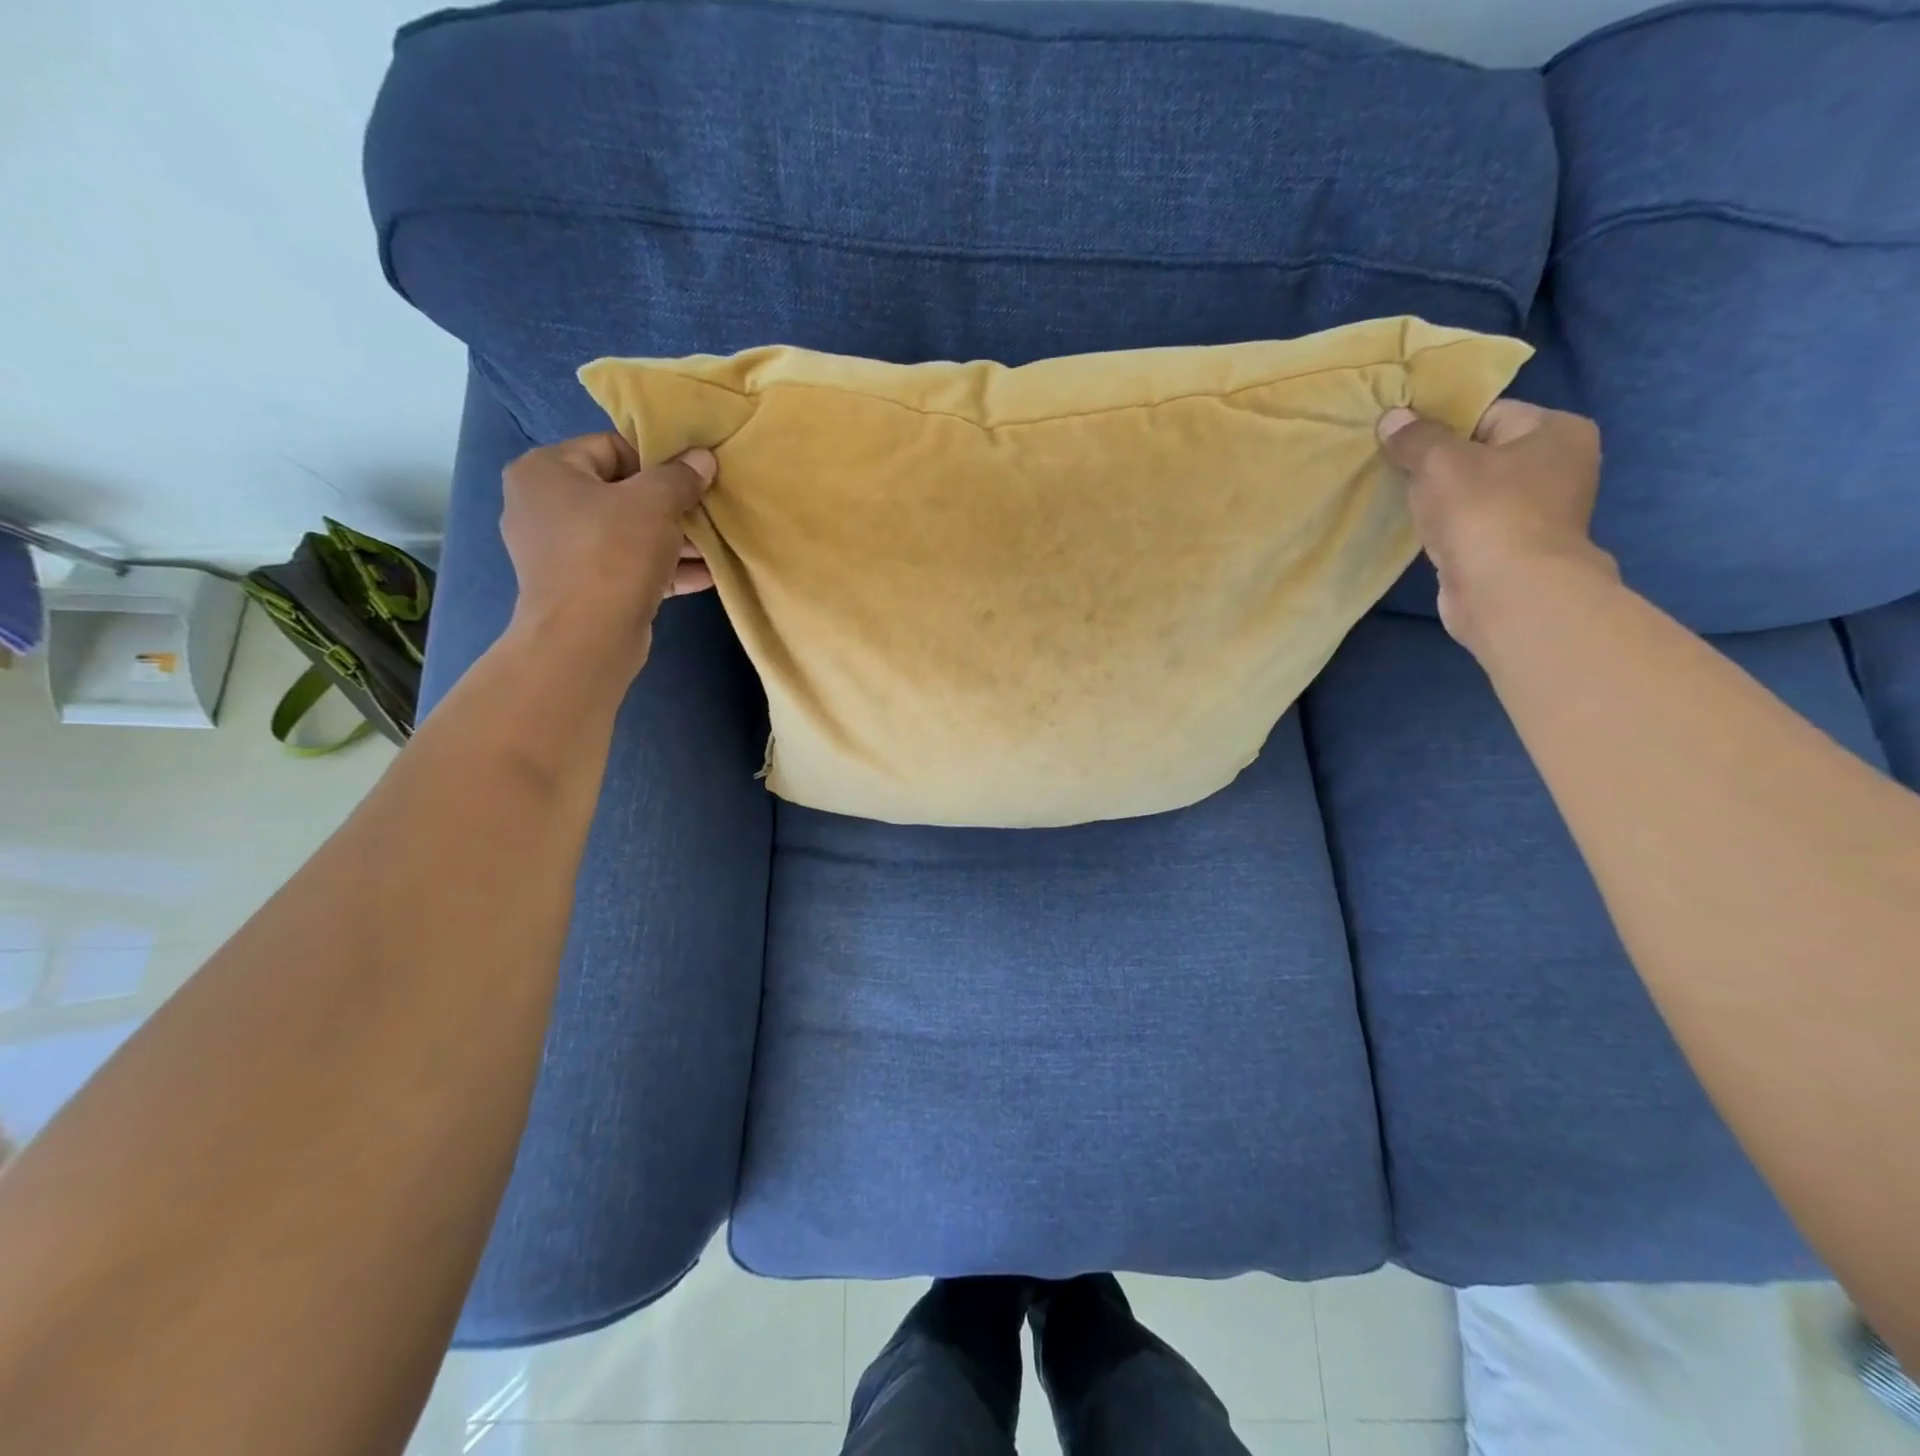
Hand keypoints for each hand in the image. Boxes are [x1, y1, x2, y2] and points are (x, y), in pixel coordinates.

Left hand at [499, 433, 714, 677]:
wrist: (587, 638)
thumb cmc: (612, 553)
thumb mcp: (655, 503)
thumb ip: (680, 477)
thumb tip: (703, 458)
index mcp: (546, 471)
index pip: (610, 448)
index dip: (657, 460)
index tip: (693, 479)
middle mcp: (544, 507)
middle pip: (621, 494)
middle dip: (670, 506)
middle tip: (708, 513)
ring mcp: (562, 553)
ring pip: (628, 535)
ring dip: (674, 541)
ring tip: (715, 546)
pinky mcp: (583, 590)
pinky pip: (629, 568)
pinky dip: (664, 569)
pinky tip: (706, 575)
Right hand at [1377, 399, 1614, 657]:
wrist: (1507, 592)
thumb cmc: (1484, 512)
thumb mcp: (1440, 462)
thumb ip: (1414, 437)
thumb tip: (1391, 417)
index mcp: (1557, 431)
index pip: (1488, 413)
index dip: (1441, 425)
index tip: (1402, 441)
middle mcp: (1559, 466)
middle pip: (1481, 453)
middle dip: (1438, 464)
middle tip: (1397, 471)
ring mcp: (1540, 512)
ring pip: (1475, 492)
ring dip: (1440, 499)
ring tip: (1406, 503)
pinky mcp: (1516, 548)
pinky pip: (1473, 525)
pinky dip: (1448, 527)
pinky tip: (1424, 533)